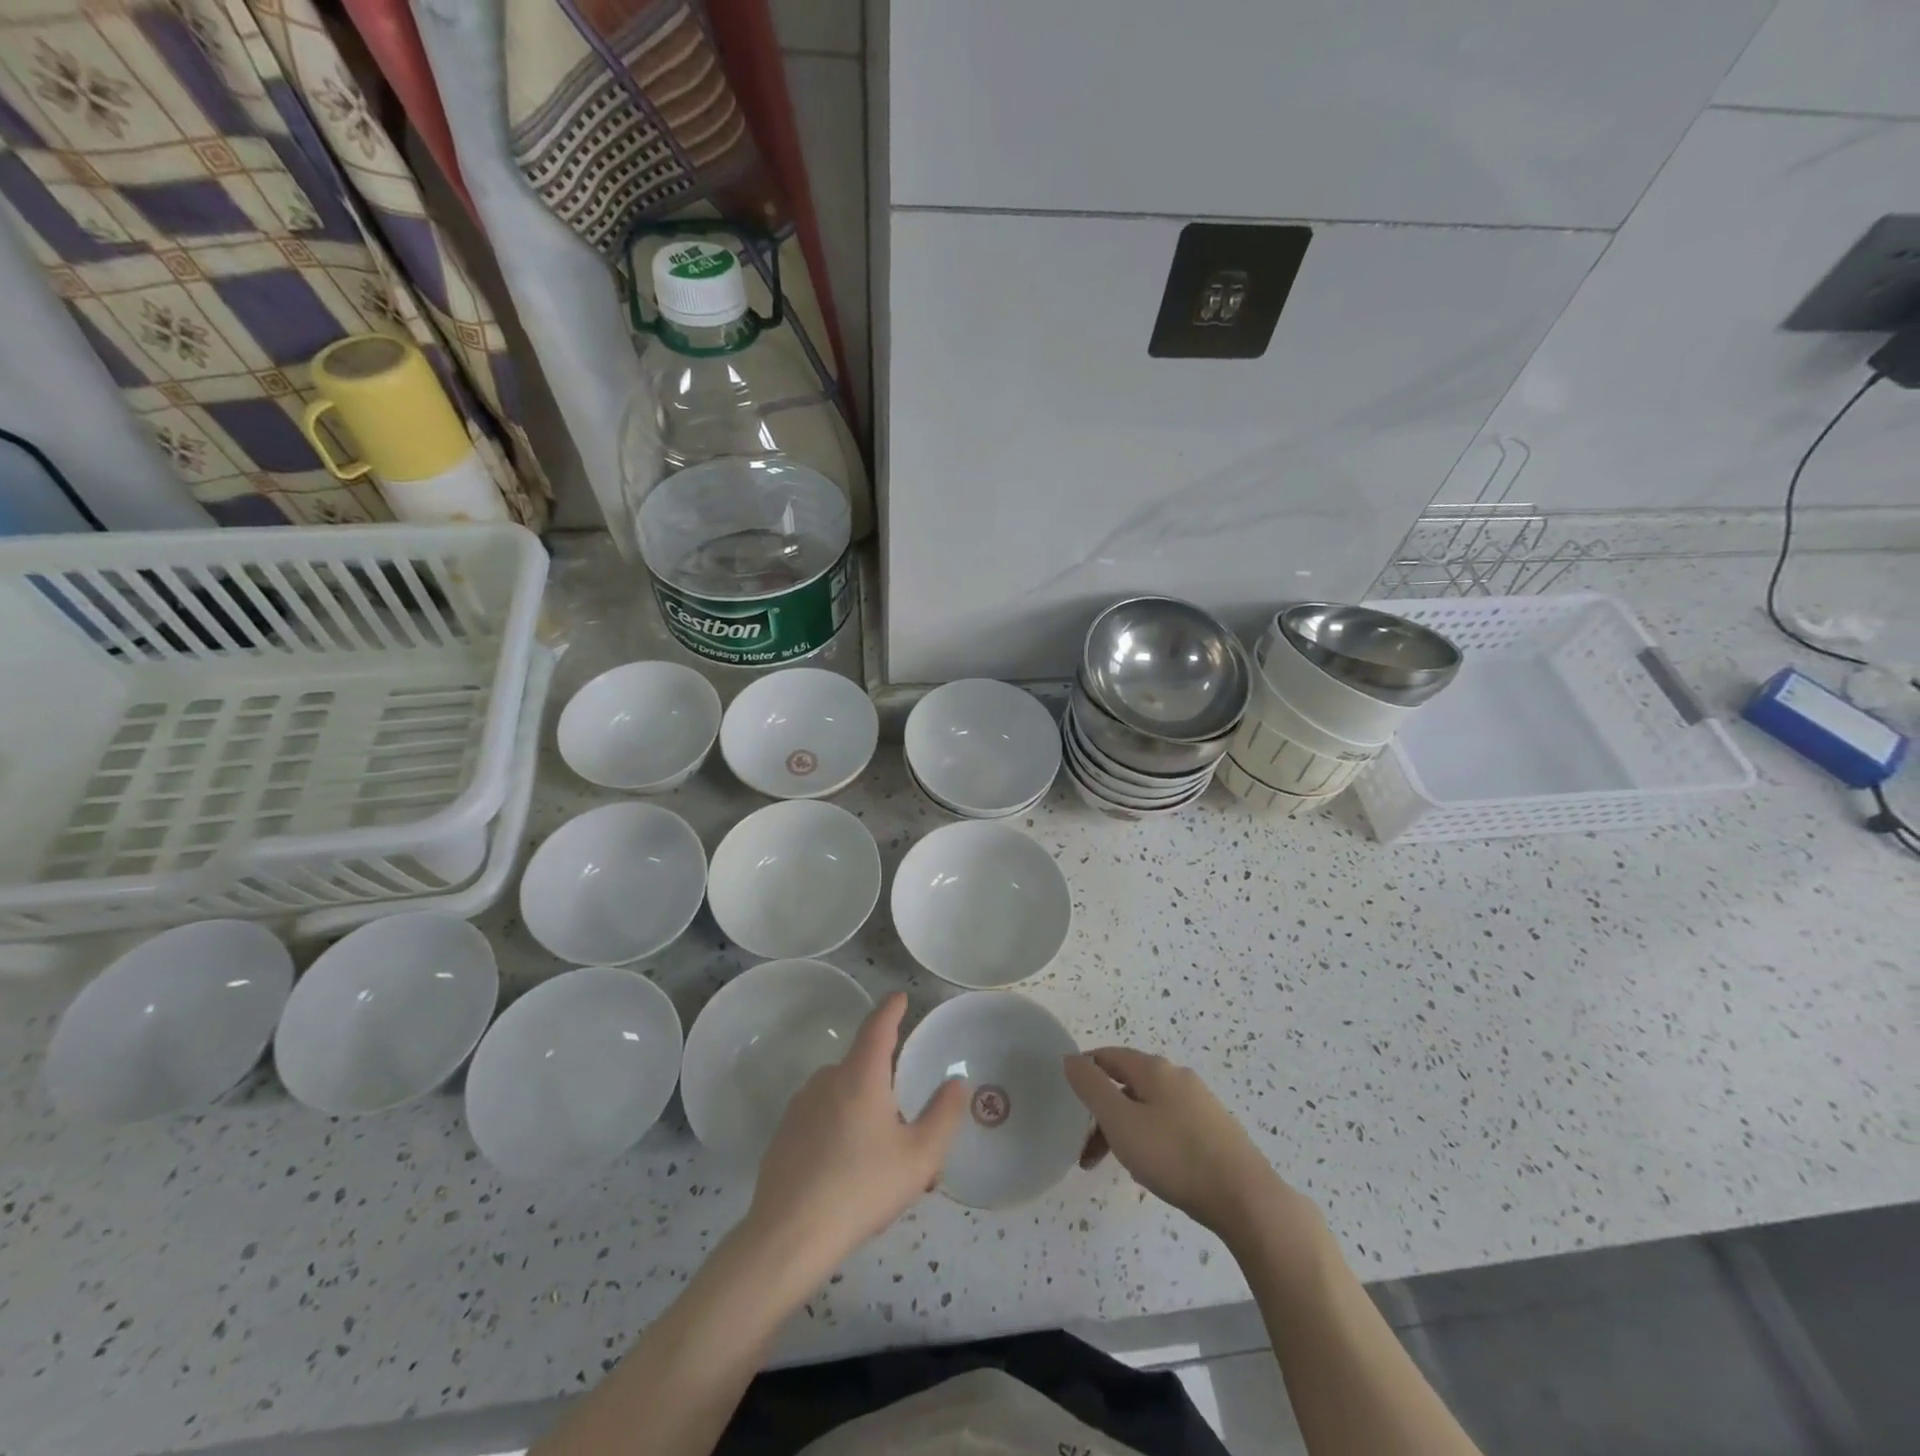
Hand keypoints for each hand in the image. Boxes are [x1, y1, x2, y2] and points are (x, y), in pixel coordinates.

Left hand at [746, 993, 967, 1272]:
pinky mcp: (784, 1134)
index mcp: (860, 1075)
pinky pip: (822, 1120)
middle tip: (908, 1130)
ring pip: (842, 1097)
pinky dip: (839, 1133)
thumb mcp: (919, 1157)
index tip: (900, 997)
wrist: (788, 1236)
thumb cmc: (861, 1188)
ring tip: (882, 1164)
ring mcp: (800, 1106)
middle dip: (885, 1088)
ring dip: (863, 1115)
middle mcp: (827, 1079)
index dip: (891, 1009)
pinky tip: (847, 1177)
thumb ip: (943, 1115)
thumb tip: (956, 1082)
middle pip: (862, 1068)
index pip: (878, 1027)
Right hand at [1064, 1048, 1295, 1242]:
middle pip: (1127, 1084)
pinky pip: (1169, 1124)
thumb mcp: (1121, 1122)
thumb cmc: (1175, 1156)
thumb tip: (1071, 1058)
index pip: (1108, 1057)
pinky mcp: (1215, 1130)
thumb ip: (1092, 1088)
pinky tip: (1151, 1169)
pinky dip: (1149, 1139)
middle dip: (1102, 1113)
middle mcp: (1177, 1077)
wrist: (1245, 1198)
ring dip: (1123, 1130)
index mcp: (1154, 1069)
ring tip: (1115, 1165)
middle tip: (1086, 1151)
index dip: (1084, 1073)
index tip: (1067, 1104)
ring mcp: (1200, 1103)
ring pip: (1148, 1107)